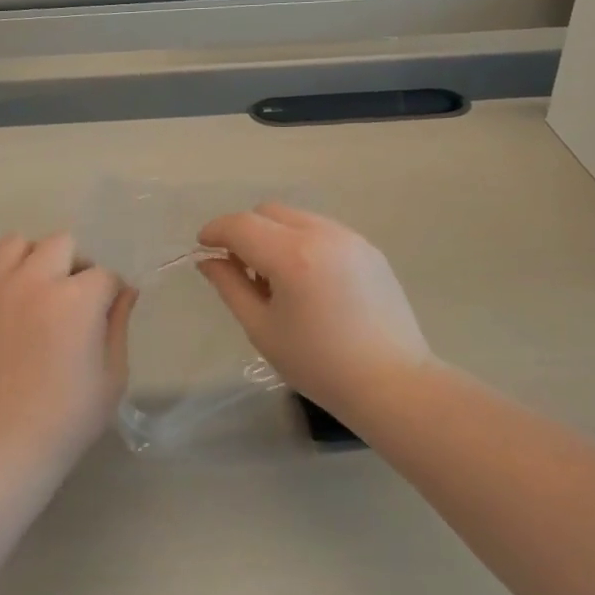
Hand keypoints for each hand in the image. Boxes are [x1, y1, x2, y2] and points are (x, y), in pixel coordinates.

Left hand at [0, 233, 135, 462]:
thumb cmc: (69, 417)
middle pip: (59, 243)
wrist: (0, 449)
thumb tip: (124, 293)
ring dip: (33, 261)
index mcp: (74, 296)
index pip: (104, 273)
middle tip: (75, 297)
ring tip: (37, 293)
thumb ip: (118, 325)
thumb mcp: (112, 375)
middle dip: (75, 263)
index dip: (112, 291)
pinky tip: (4, 336)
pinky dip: (1, 301)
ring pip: (13, 247)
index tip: (110, 312)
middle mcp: (31, 283)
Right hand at [196, 204, 433, 421]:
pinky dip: (302, 242)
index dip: (215, 231)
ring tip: (276, 278)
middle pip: (269, 212)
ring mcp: (351, 238)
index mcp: (292, 256)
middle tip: (240, 268)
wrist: (391, 383)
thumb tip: (209, 260)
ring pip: (297, 218)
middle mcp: (322, 234)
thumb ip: (230, 286)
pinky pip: (323, 231)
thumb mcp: (261, 328)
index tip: (203, 247)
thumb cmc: (318, 364)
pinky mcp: (369, 249)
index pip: (241, 225)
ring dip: (275, 235)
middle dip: (245, 231)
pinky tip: (308, 281)